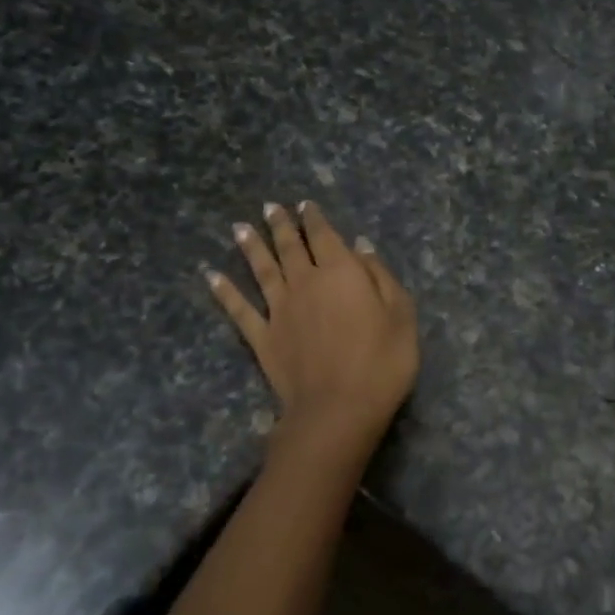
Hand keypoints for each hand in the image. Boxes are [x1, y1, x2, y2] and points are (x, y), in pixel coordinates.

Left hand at [205, 201, 418, 446]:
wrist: (338, 409)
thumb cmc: (382, 362)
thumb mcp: (401, 316)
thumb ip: (381, 277)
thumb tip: (361, 247)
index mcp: (342, 273)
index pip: (325, 237)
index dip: (315, 219)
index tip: (305, 205)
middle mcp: (306, 283)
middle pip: (290, 247)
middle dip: (281, 226)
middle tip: (270, 207)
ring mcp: (280, 310)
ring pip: (262, 270)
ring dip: (251, 247)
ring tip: (239, 227)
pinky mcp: (263, 338)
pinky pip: (240, 309)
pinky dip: (225, 291)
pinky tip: (212, 276)